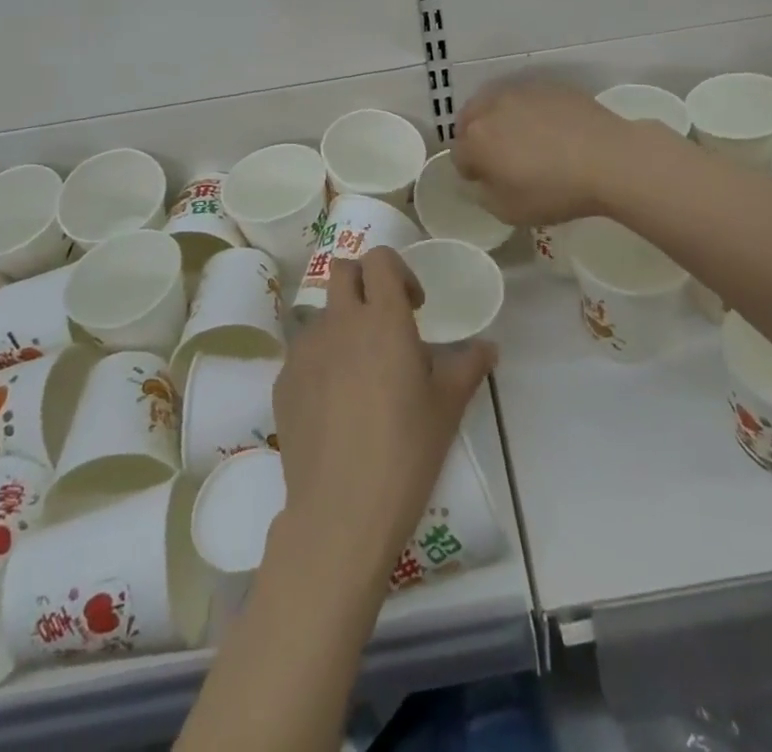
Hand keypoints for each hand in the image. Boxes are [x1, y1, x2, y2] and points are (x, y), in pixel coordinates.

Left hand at [271, 249, 495, 583]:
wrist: (340, 512)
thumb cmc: (405, 451)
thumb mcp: (447, 406)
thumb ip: (469, 365)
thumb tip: (488, 346)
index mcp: (382, 318)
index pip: (380, 259)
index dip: (398, 271)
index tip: (414, 306)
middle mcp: (339, 322)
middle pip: (343, 270)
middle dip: (364, 283)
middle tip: (385, 323)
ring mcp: (305, 350)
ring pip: (323, 314)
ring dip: (343, 326)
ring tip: (361, 374)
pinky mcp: (283, 381)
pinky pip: (304, 354)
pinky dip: (322, 362)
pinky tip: (336, 406)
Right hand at [452, 79, 646, 225]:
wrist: (609, 159)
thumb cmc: (554, 191)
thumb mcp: (508, 211)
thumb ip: (483, 194)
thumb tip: (482, 179)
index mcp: (475, 138)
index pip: (458, 155)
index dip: (472, 172)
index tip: (491, 183)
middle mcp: (491, 107)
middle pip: (470, 121)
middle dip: (479, 139)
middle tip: (504, 160)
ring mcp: (521, 91)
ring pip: (498, 105)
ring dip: (502, 121)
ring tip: (527, 141)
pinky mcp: (549, 86)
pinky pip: (528, 99)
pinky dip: (530, 112)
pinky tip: (552, 130)